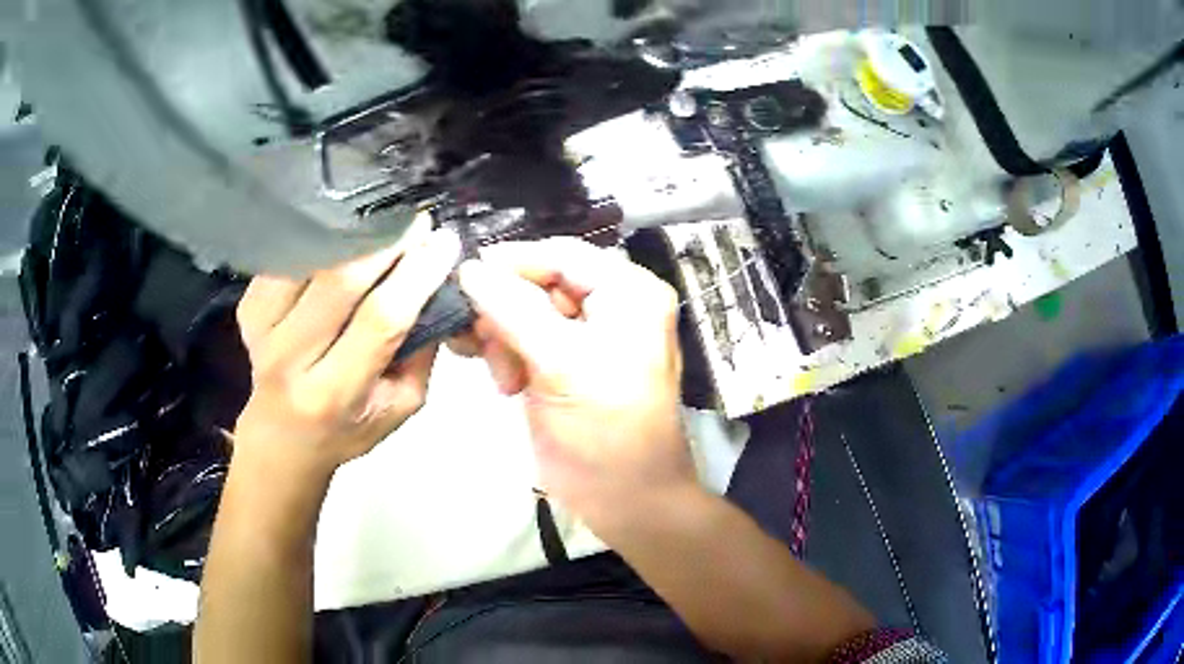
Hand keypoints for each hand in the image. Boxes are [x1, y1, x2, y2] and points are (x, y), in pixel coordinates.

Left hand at [232, 230, 460, 478]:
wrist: (281, 439)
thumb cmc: (348, 428)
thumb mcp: (400, 407)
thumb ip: (420, 352)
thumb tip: (436, 286)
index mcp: (336, 393)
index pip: (380, 320)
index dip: (415, 275)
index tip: (444, 242)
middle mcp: (292, 360)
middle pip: (338, 281)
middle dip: (385, 243)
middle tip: (414, 222)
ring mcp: (262, 331)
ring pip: (308, 261)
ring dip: (350, 234)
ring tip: (380, 223)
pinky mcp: (247, 310)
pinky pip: (285, 259)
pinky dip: (317, 241)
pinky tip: (341, 237)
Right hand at [457, 238, 695, 529]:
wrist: (626, 501)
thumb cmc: (607, 432)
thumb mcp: (563, 365)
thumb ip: (513, 310)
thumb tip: (469, 268)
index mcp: (627, 293)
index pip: (561, 254)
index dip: (512, 262)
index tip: (463, 278)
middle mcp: (610, 306)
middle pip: (540, 280)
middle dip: (504, 308)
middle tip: (479, 341)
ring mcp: (585, 337)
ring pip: (524, 311)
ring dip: (502, 336)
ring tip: (502, 376)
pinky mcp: (563, 364)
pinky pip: (524, 340)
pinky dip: (505, 354)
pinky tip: (503, 382)